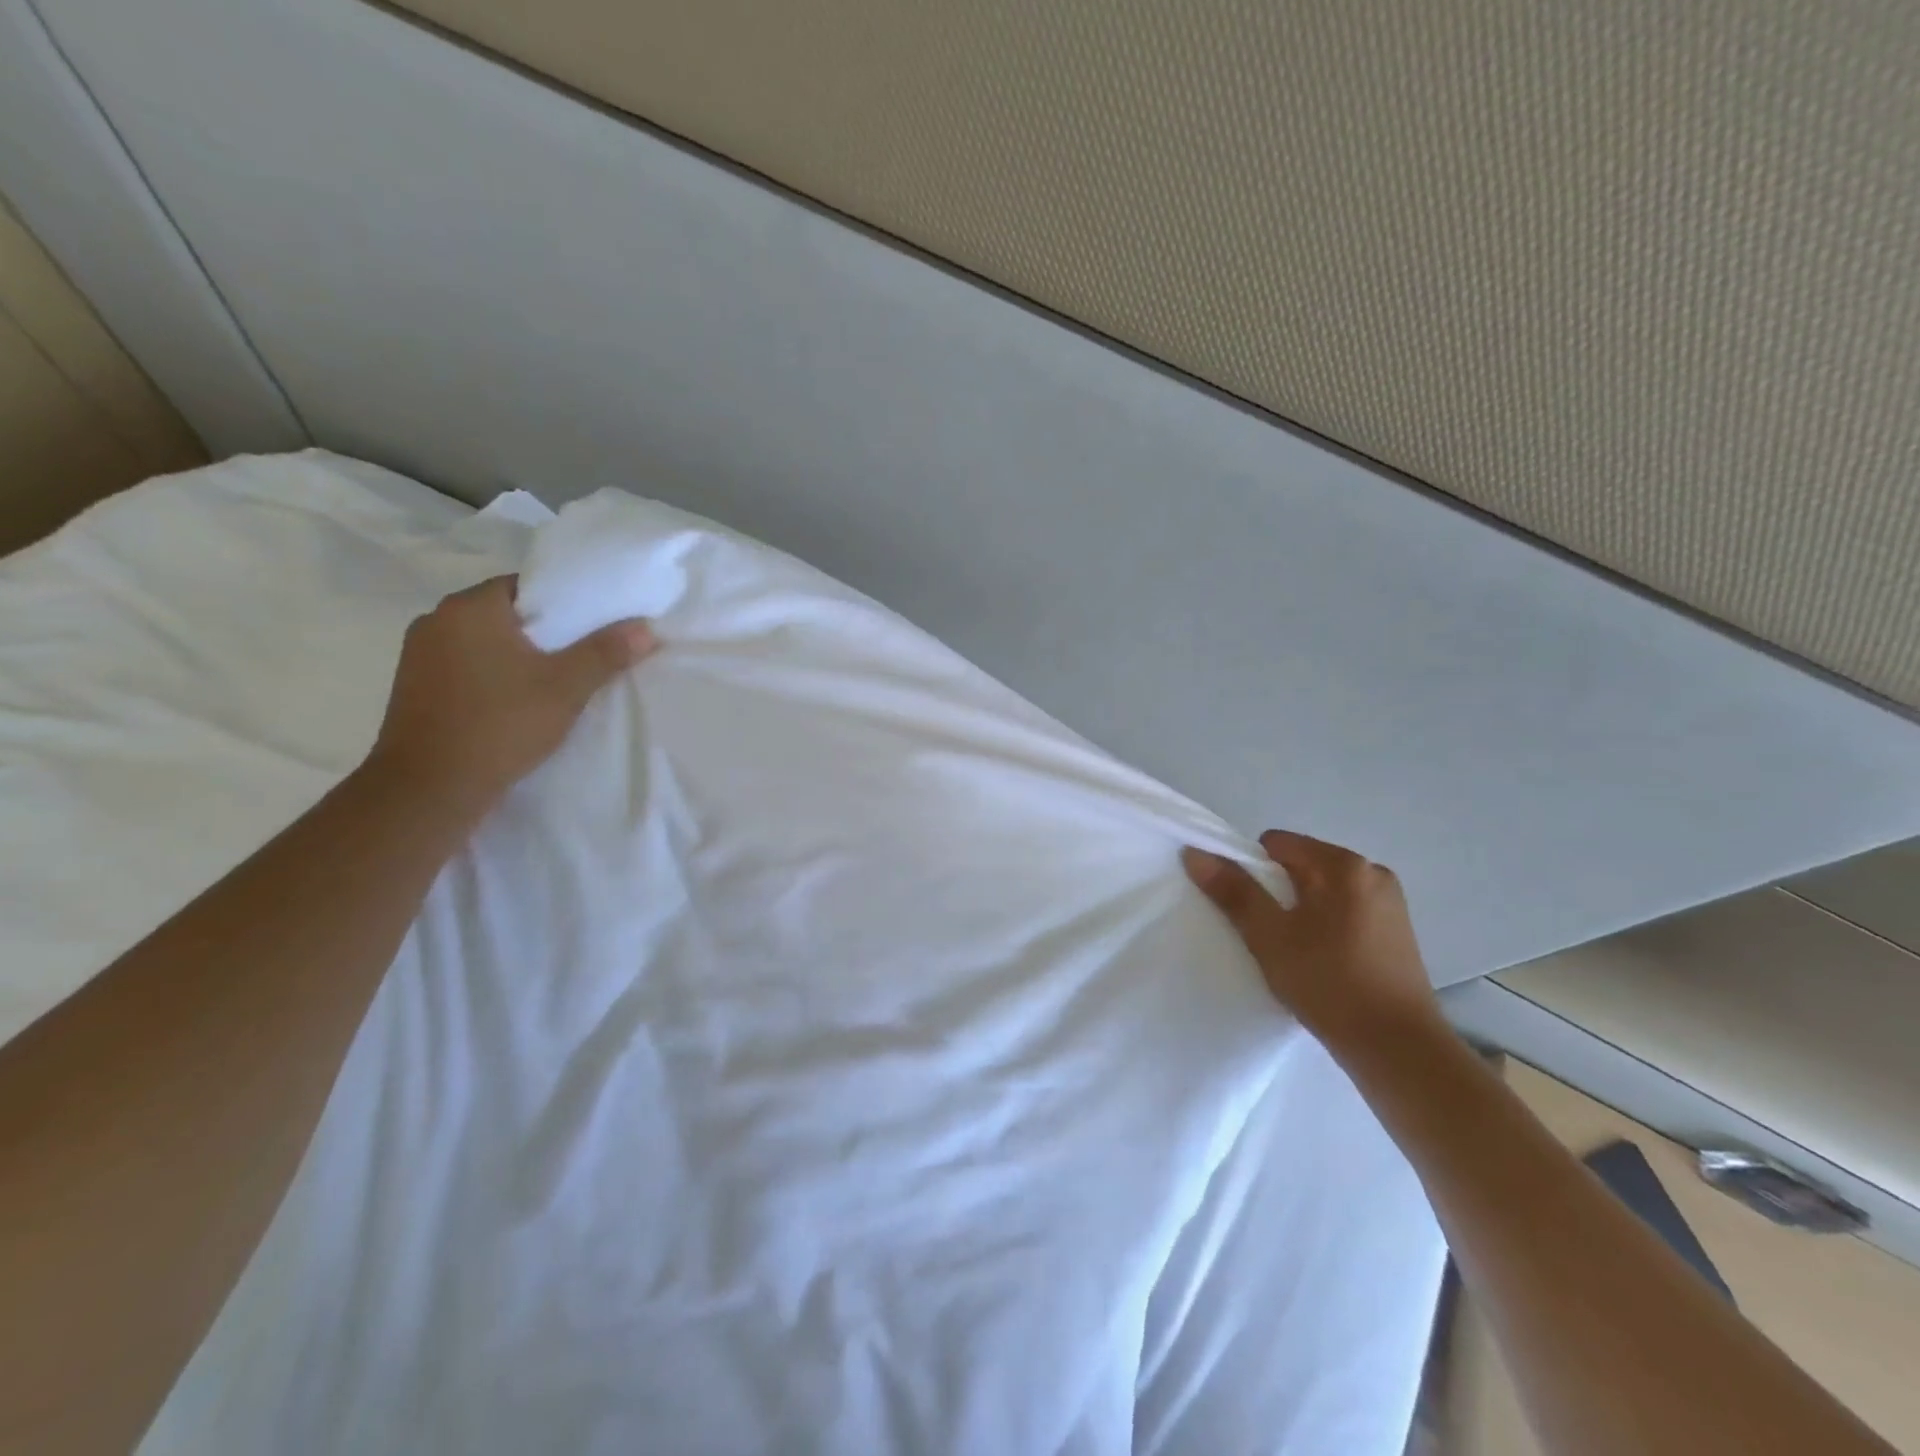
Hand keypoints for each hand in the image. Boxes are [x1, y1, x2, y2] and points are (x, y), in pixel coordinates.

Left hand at [367, 576, 657, 816]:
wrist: (430, 788)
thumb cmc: (501, 724)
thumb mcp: (567, 687)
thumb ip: (606, 652)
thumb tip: (646, 628)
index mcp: (469, 608)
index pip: (526, 586)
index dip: (565, 602)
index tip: (595, 625)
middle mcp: (436, 621)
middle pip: (506, 614)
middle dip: (545, 632)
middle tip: (586, 653)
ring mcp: (419, 656)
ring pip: (485, 643)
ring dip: (519, 656)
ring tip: (557, 680)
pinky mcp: (415, 689)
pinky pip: (467, 668)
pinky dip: (495, 676)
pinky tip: (519, 701)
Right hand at [1182, 832, 1438, 1055]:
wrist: (1398, 1049)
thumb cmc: (1328, 984)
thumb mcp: (1269, 936)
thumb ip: (1233, 891)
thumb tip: (1196, 853)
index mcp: (1343, 865)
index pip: (1276, 844)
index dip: (1251, 871)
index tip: (1250, 910)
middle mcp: (1372, 872)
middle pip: (1301, 864)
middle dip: (1277, 892)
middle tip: (1268, 934)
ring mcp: (1390, 902)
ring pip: (1322, 890)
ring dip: (1301, 910)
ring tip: (1294, 952)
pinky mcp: (1398, 931)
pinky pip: (1345, 910)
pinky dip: (1325, 926)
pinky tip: (1322, 961)